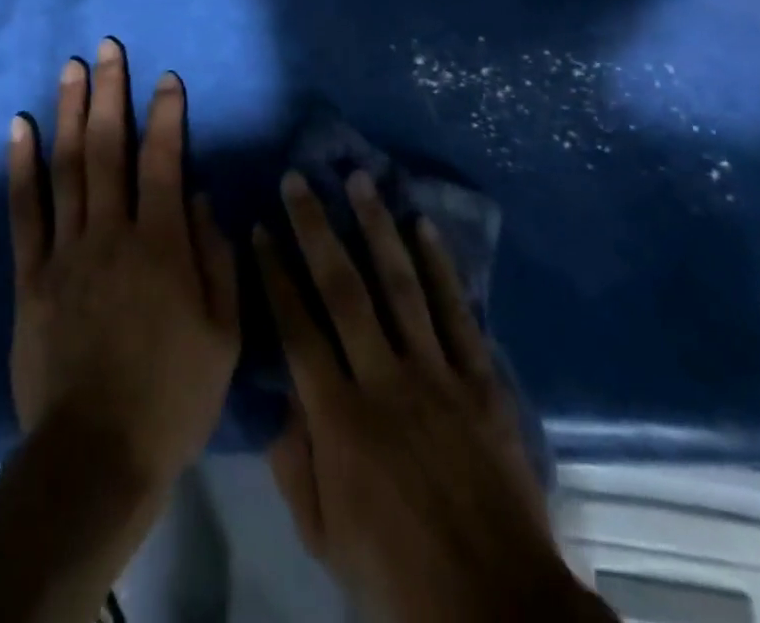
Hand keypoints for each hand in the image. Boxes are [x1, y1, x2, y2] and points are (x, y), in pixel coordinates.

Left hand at [8, 38, 239, 491]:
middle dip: (110, 93)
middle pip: (108, 148)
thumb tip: (201, 197)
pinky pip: (25, 210)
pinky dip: (22, 165)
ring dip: (69, 112)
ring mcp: (66, 250)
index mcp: (161, 245)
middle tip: (107, 48)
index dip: (167, 115)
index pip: (164, 161)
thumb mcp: (223, 334)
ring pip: (66, 166)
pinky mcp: (31, 274)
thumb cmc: (172, 396)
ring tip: (71, 68)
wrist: (96, 455)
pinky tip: (21, 127)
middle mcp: (111, 233)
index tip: (167, 78)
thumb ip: (216, 258)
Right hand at [256, 170, 611, 622]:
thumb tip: (280, 393)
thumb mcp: (324, 535)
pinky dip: (440, 266)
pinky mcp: (480, 381)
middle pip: (343, 288)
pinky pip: (457, 312)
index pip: (296, 327)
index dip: (275, 273)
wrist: (499, 610)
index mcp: (340, 420)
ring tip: (359, 180)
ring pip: (400, 285)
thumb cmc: (398, 576)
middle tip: (298, 180)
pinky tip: (422, 225)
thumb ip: (294, 460)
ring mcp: (437, 376)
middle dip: (316, 228)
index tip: (260, 227)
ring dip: (376, 227)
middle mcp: (384, 381)